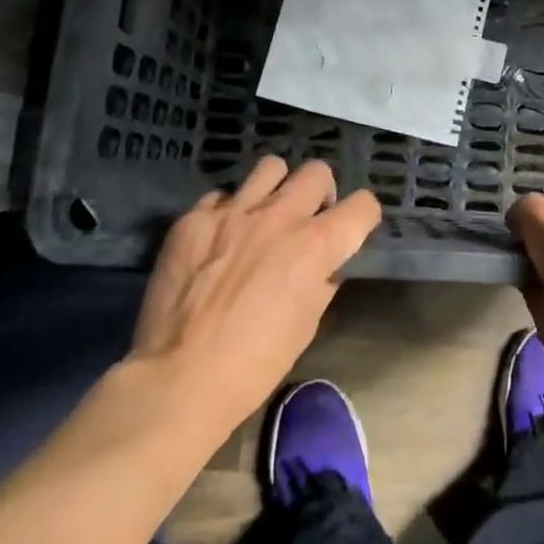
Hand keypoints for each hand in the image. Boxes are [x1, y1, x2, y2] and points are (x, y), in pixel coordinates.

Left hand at [131, 157, 379, 438]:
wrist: (181, 376)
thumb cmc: (255, 363)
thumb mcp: (307, 324)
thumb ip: (322, 282)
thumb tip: (324, 266)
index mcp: (315, 245)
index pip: (363, 205)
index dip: (363, 217)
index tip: (353, 229)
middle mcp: (279, 216)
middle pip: (317, 172)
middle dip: (321, 193)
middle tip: (307, 219)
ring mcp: (233, 212)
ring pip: (270, 167)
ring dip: (276, 188)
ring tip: (264, 214)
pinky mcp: (194, 218)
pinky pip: (221, 196)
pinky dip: (228, 212)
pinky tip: (220, 238)